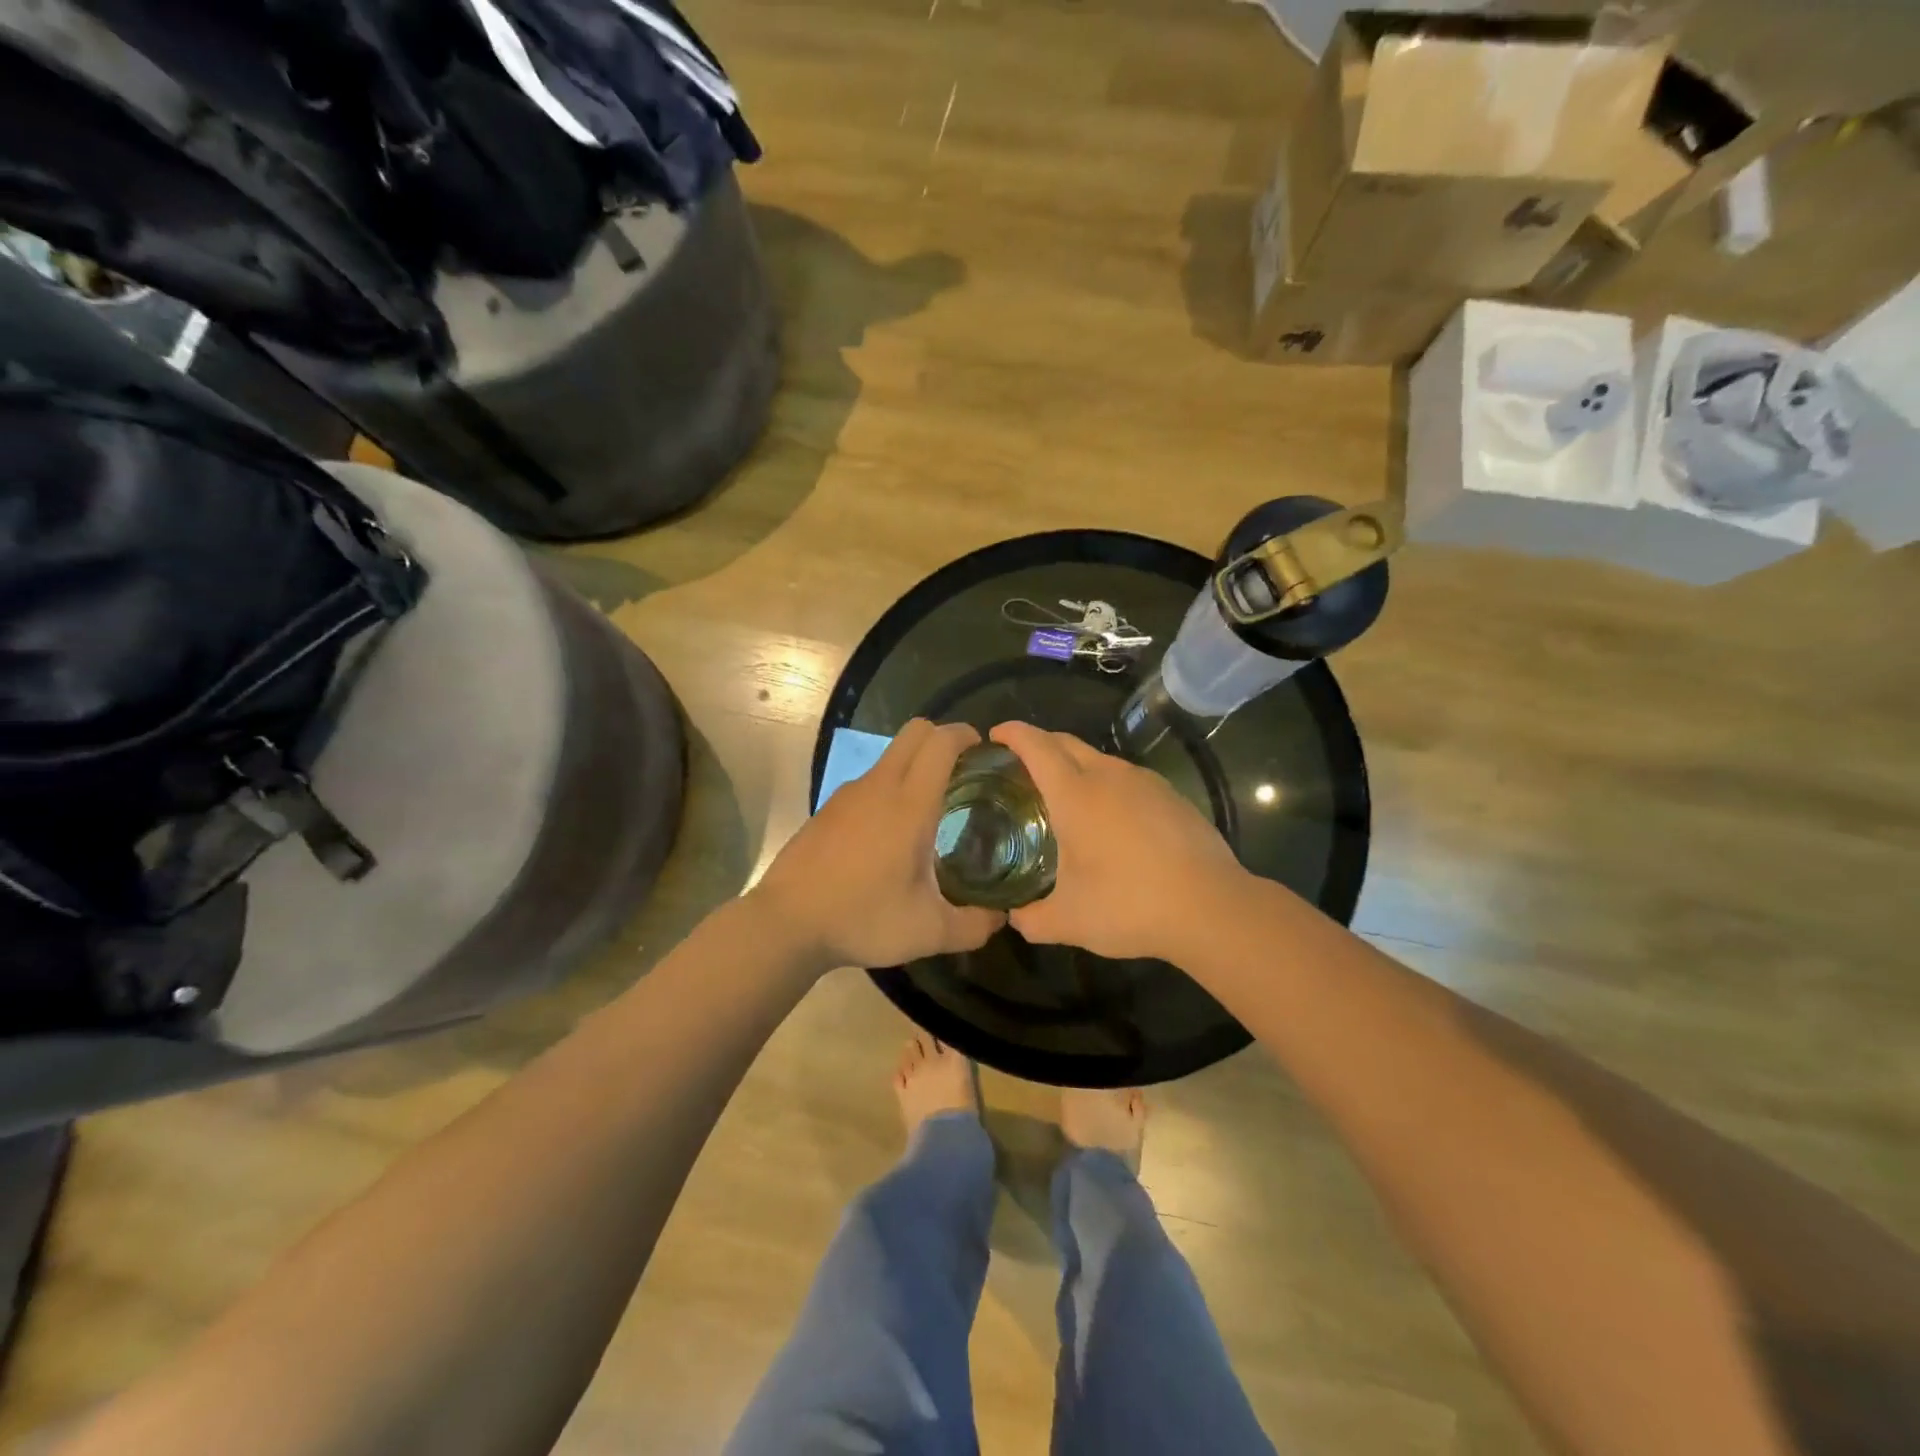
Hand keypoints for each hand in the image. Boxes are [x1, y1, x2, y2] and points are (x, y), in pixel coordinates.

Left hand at [753, 719, 1004, 970]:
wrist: (786, 924)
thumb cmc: (862, 919)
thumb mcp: (929, 932)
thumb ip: (974, 925)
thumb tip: (1000, 917)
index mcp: (909, 804)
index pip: (940, 742)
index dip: (966, 735)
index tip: (984, 752)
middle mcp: (878, 786)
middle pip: (914, 732)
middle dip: (943, 738)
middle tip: (964, 772)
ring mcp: (848, 795)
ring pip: (890, 757)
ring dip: (915, 765)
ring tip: (932, 808)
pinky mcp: (827, 809)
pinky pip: (869, 783)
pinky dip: (889, 789)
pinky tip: (890, 833)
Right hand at [990, 721, 1247, 962]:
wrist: (1211, 907)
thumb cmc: (1130, 905)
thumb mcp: (1068, 921)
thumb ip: (1031, 918)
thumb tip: (1015, 916)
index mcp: (1075, 794)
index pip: (1036, 746)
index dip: (1012, 734)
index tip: (994, 736)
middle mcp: (1108, 776)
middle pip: (1065, 742)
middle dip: (1038, 744)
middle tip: (1019, 768)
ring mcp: (1144, 782)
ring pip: (1099, 759)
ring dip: (1074, 766)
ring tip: (1063, 797)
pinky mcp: (1171, 795)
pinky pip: (1126, 777)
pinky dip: (1106, 784)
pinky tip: (1110, 819)